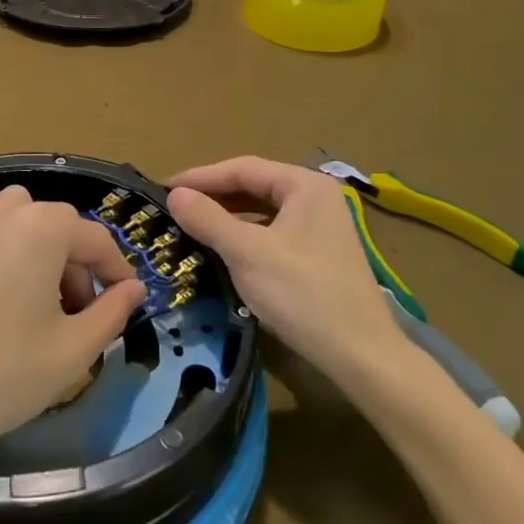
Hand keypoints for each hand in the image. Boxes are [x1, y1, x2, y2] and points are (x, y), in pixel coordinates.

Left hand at [0, 185, 147, 471]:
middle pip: (58, 225)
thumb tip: (134, 288)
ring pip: (15, 211)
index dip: (117, 273)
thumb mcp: (72, 353)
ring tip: (33, 291)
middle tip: (75, 316)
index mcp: (46, 229)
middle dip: (76, 264)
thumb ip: (112, 313)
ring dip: (35, 241)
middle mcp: (6, 212)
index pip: (98, 240)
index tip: (123, 305)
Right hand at [167, 156, 404, 384]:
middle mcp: (316, 196)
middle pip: (254, 186)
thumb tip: (175, 195)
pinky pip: (272, 232)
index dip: (200, 177)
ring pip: (262, 211)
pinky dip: (245, 237)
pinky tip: (223, 251)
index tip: (163, 189)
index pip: (242, 168)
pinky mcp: (319, 253)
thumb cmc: (302, 294)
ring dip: (226, 217)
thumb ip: (208, 219)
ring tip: (191, 227)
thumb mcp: (247, 253)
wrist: (360, 354)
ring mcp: (321, 226)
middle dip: (213, 196)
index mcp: (304, 185)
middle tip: (173, 209)